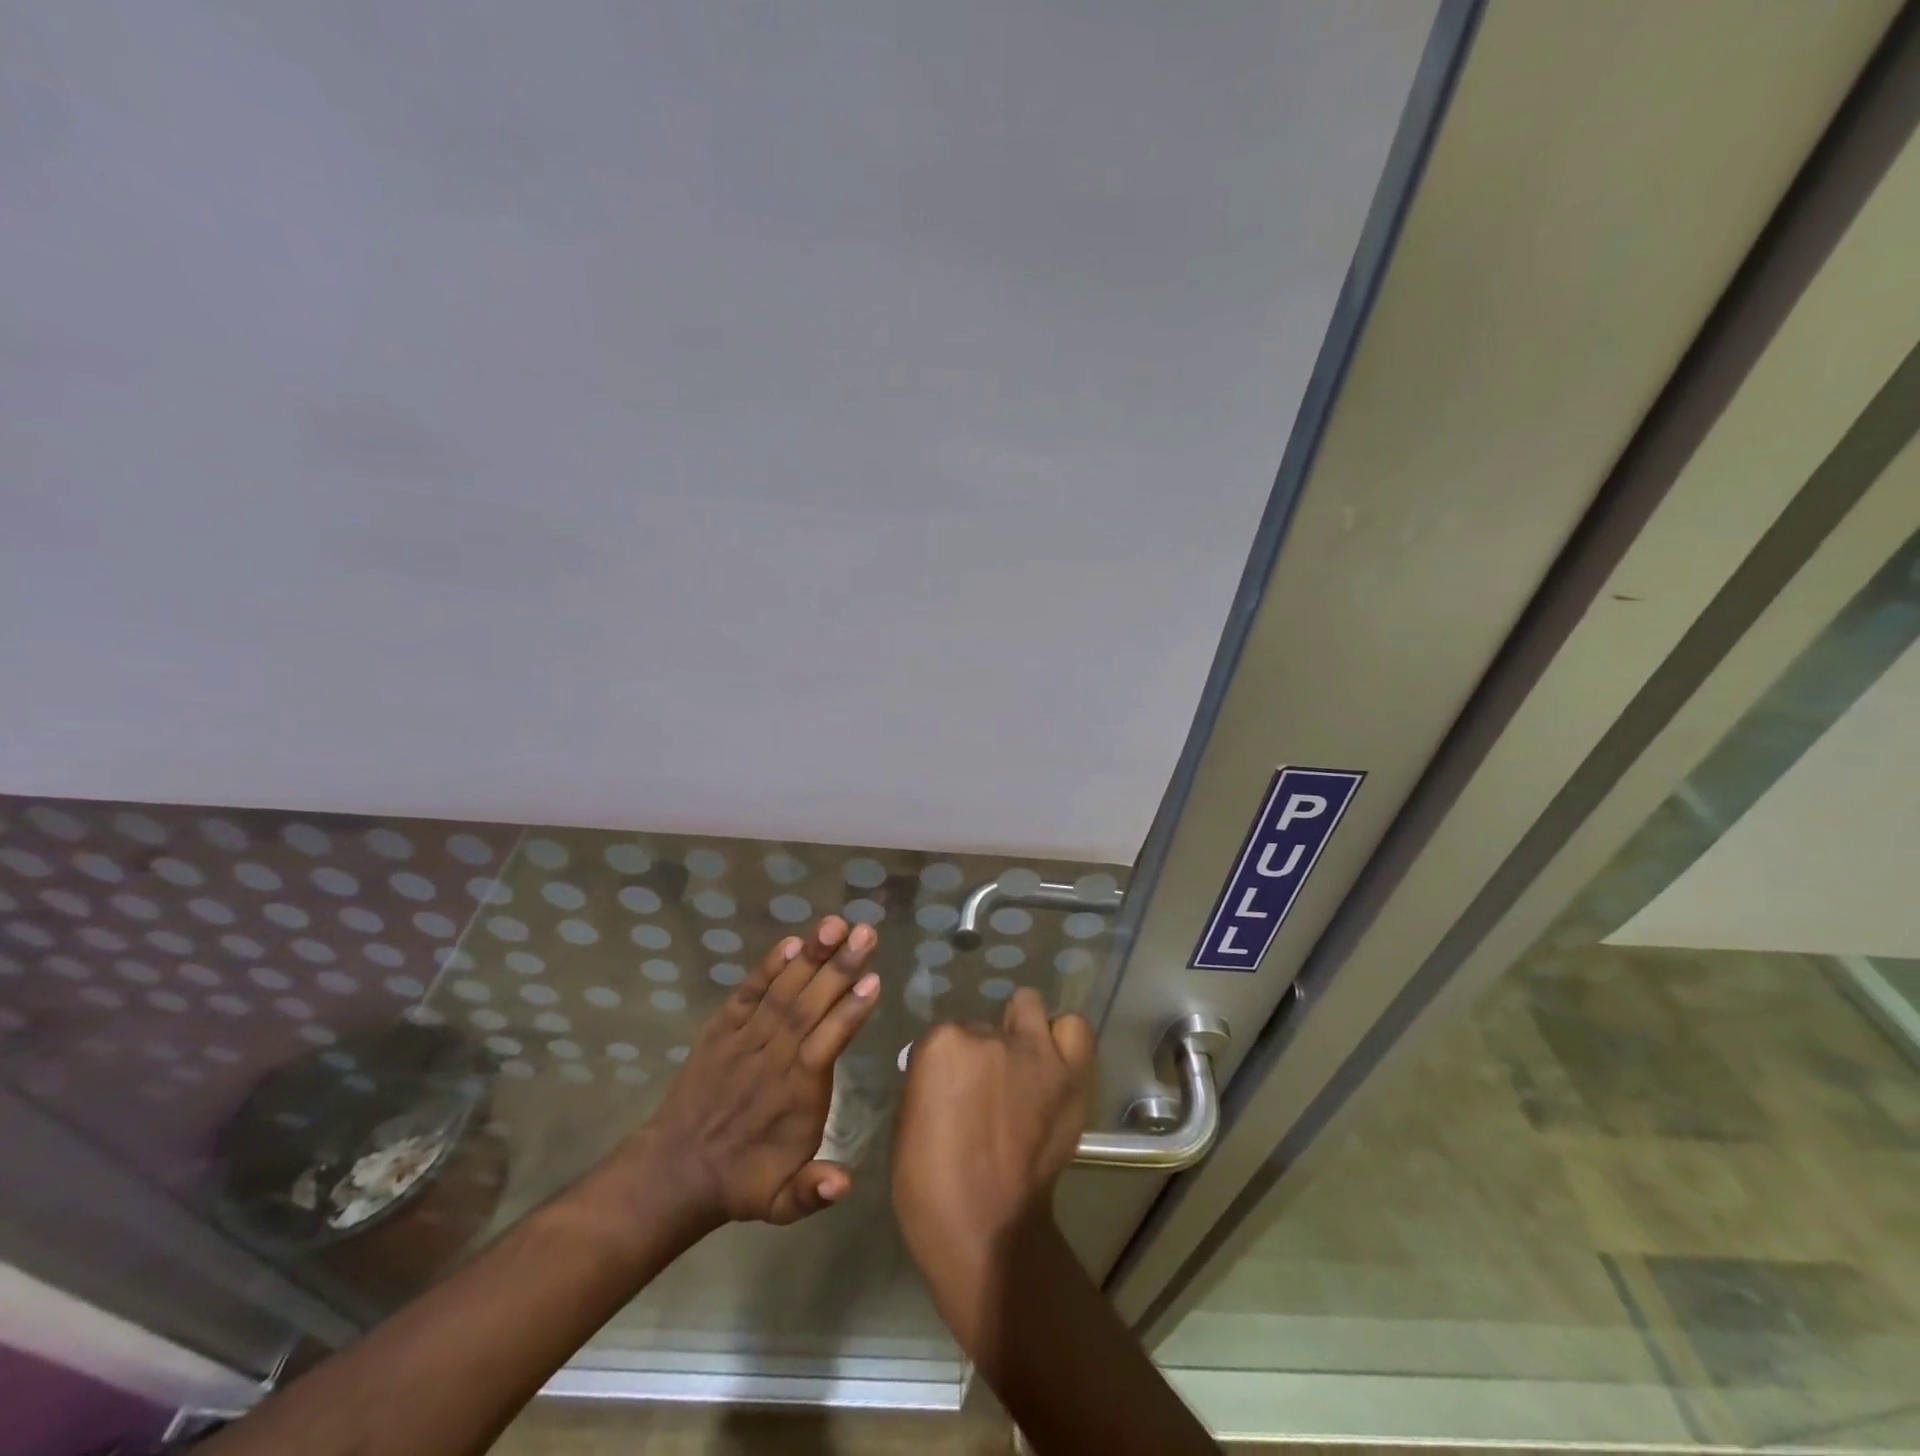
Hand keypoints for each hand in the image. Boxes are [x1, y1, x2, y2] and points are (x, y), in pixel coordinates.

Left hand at [612, 917, 880, 1227]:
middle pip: (806, 1008)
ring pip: (780, 993)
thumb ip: (811, 1192)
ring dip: (810, 957)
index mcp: (791, 1100)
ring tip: (835, 924)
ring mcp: (742, 1041)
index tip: (873, 980)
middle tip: (866, 933)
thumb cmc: (741, 1182)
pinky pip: (746, 994)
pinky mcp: (720, 1030)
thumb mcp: (779, 1205)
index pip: (823, 1048)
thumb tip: (845, 1184)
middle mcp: (770, 1062)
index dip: (847, 1014)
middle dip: (839, 968)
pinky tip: (791, 942)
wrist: (673, 1170)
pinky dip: (767, 967)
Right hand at [891, 989, 1094, 1300]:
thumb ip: (929, 1081)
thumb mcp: (908, 1120)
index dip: (948, 1065)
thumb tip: (945, 1073)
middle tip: (988, 1084)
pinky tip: (1054, 1065)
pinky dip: (1063, 1042)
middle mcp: (989, 1036)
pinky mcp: (1069, 1074)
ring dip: (1025, 1031)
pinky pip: (1073, 1031)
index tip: (951, 1091)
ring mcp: (1034, 1053)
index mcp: (942, 1045)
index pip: (945, 1034)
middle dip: (985, 1048)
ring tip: (1024, 1063)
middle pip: (986, 1024)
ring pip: (1030, 1009)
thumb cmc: (930, 1187)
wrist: (988, 1232)